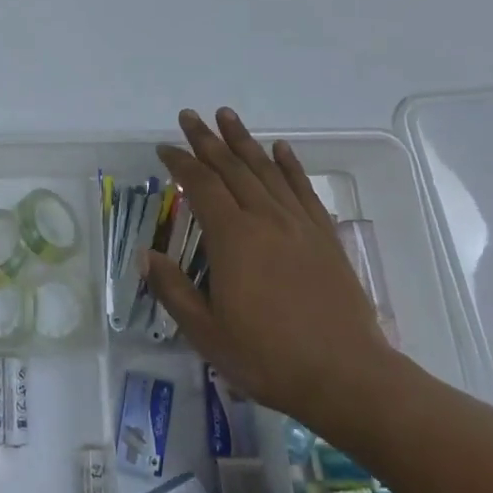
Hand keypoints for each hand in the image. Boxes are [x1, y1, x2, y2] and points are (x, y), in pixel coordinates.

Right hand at [149, 108, 406, 443]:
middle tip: (190, 116)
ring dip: (244, 141)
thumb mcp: (206, 333)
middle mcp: (264, 218)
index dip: (180, 163)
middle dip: (207, 140)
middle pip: (231, 167)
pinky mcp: (325, 236)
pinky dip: (290, 165)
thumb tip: (146, 255)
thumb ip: (173, 290)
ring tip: (227, 116)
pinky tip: (281, 149)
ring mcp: (299, 224)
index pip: (200, 185)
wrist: (346, 376)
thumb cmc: (268, 357)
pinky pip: (303, 189)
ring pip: (266, 170)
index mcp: (232, 237)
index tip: (164, 148)